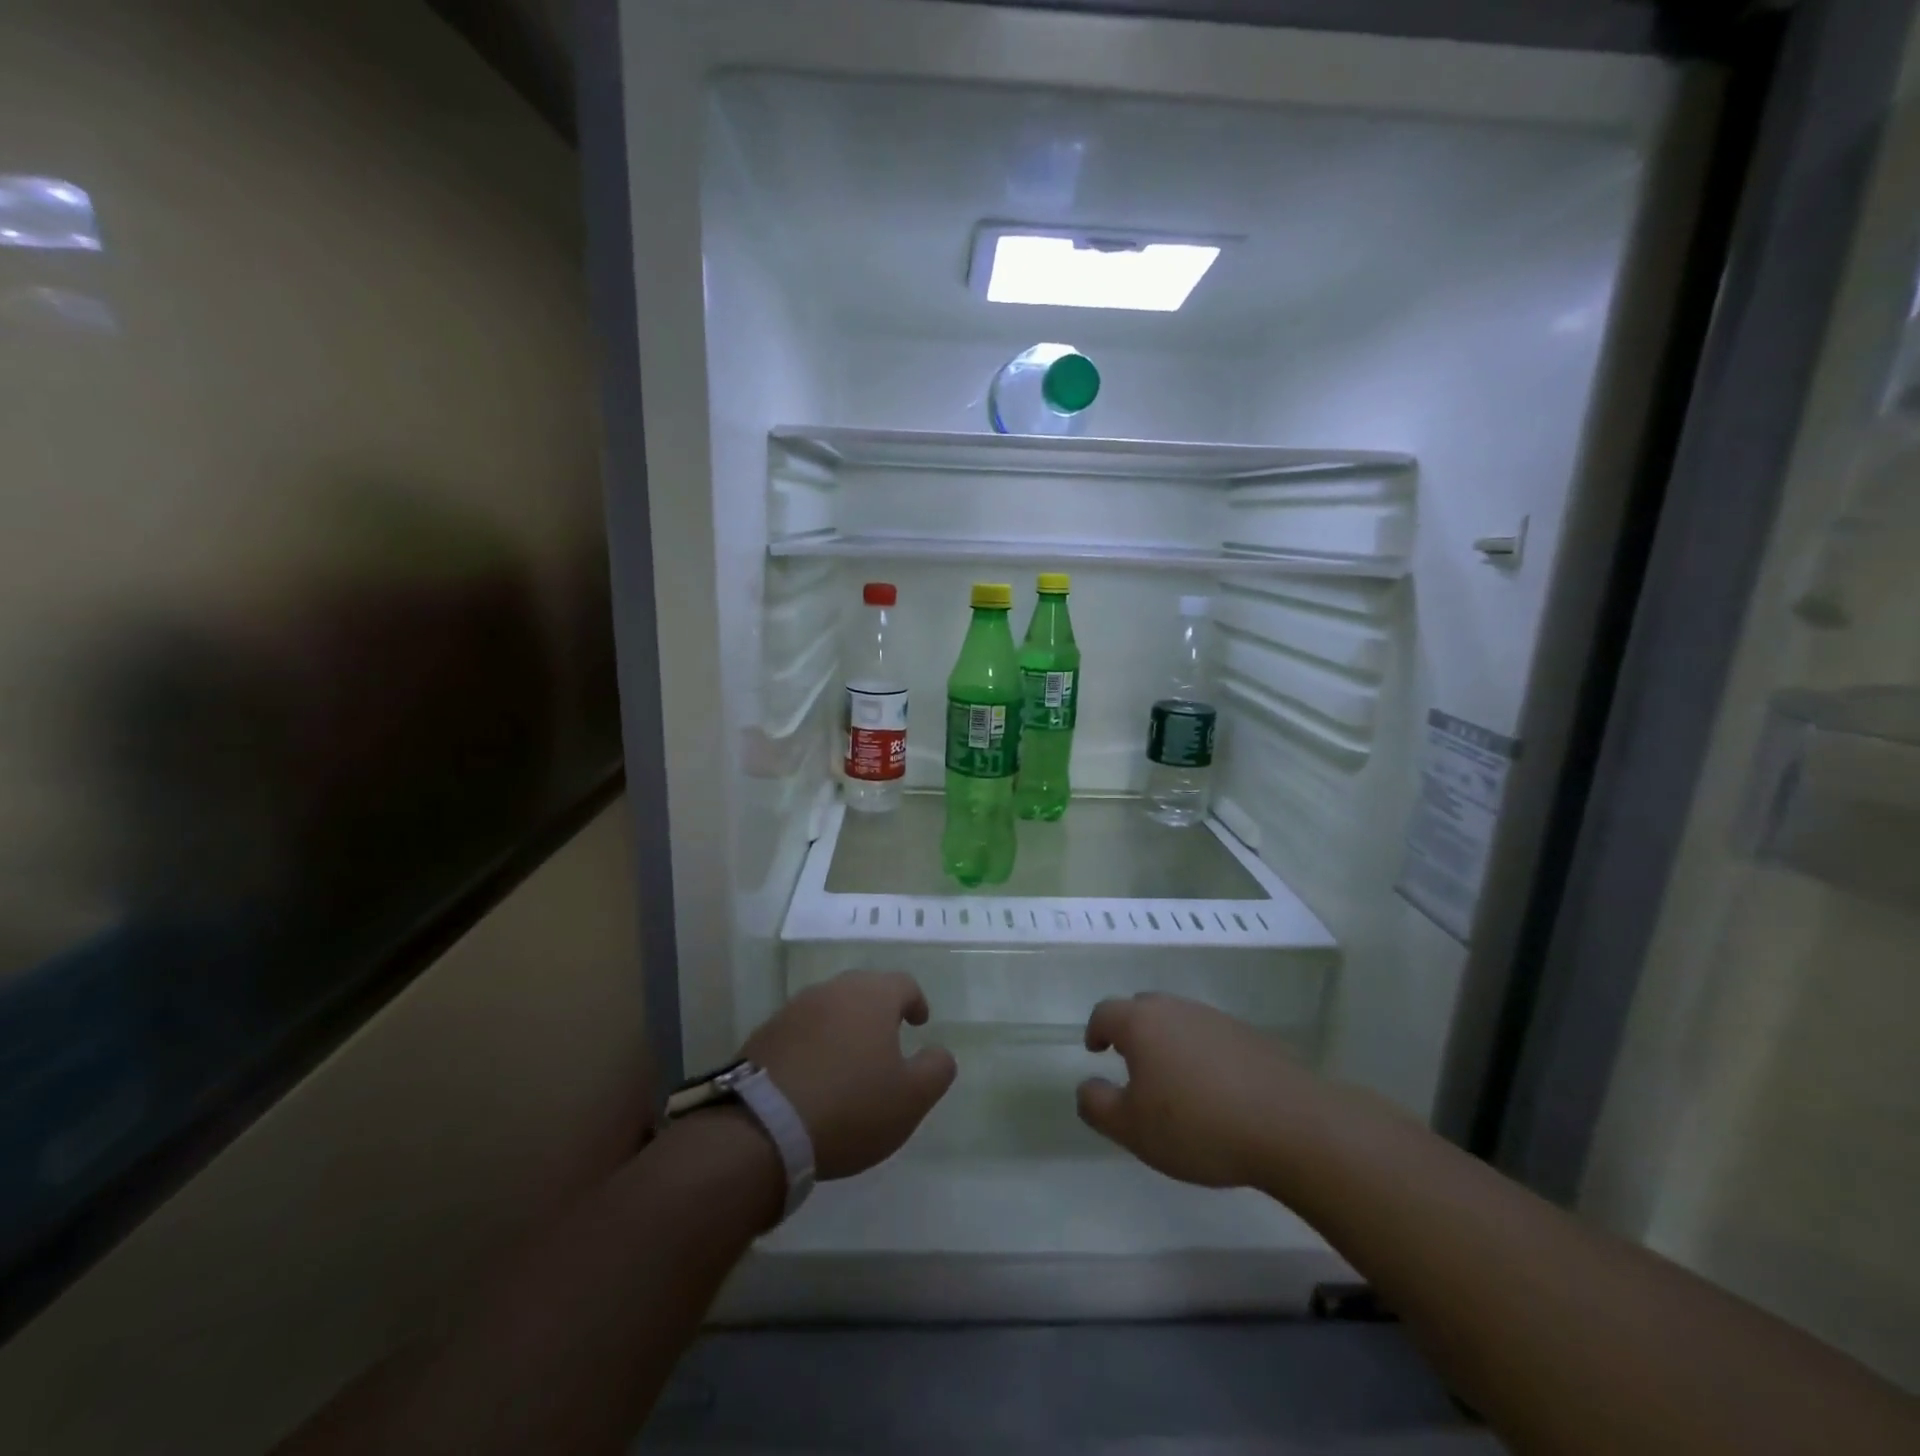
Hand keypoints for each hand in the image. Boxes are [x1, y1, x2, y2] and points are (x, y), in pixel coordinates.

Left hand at [741, 971, 957, 1179]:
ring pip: (829, 1008)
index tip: (919, 1022)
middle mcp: (832, 991)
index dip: (915, 1001)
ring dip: (843, 1027)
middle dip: (878, 1010)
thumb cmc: (850, 1106)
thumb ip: (936, 1069)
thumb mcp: (910, 1098)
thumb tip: (940, 1052)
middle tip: (886, 1039)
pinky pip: (801, 1030)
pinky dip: (814, 1044)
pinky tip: (814, 1076)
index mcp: (872, 996)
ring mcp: (794, 1009)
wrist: (763, 1126)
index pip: (902, 984)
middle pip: (863, 989)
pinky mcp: (765, 1033)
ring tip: (849, 1060)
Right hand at [1077, 993, 1307, 1188]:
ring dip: (1168, 1042)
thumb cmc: (1197, 1125)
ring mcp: (1216, 1019)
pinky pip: (1210, 1037)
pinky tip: (1213, 1090)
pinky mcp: (1249, 1036)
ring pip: (1179, 1021)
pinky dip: (1201, 1054)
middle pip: (1143, 1008)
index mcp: (1142, 1023)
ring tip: (1172, 1081)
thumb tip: (1086, 1087)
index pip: (1105, 1012)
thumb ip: (1097, 1105)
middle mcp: (1176, 1009)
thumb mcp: (1132, 1129)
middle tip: (1130, 1063)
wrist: (1289, 1125)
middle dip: (1131, 1030)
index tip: (1095, 1050)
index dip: (1095, 1030)